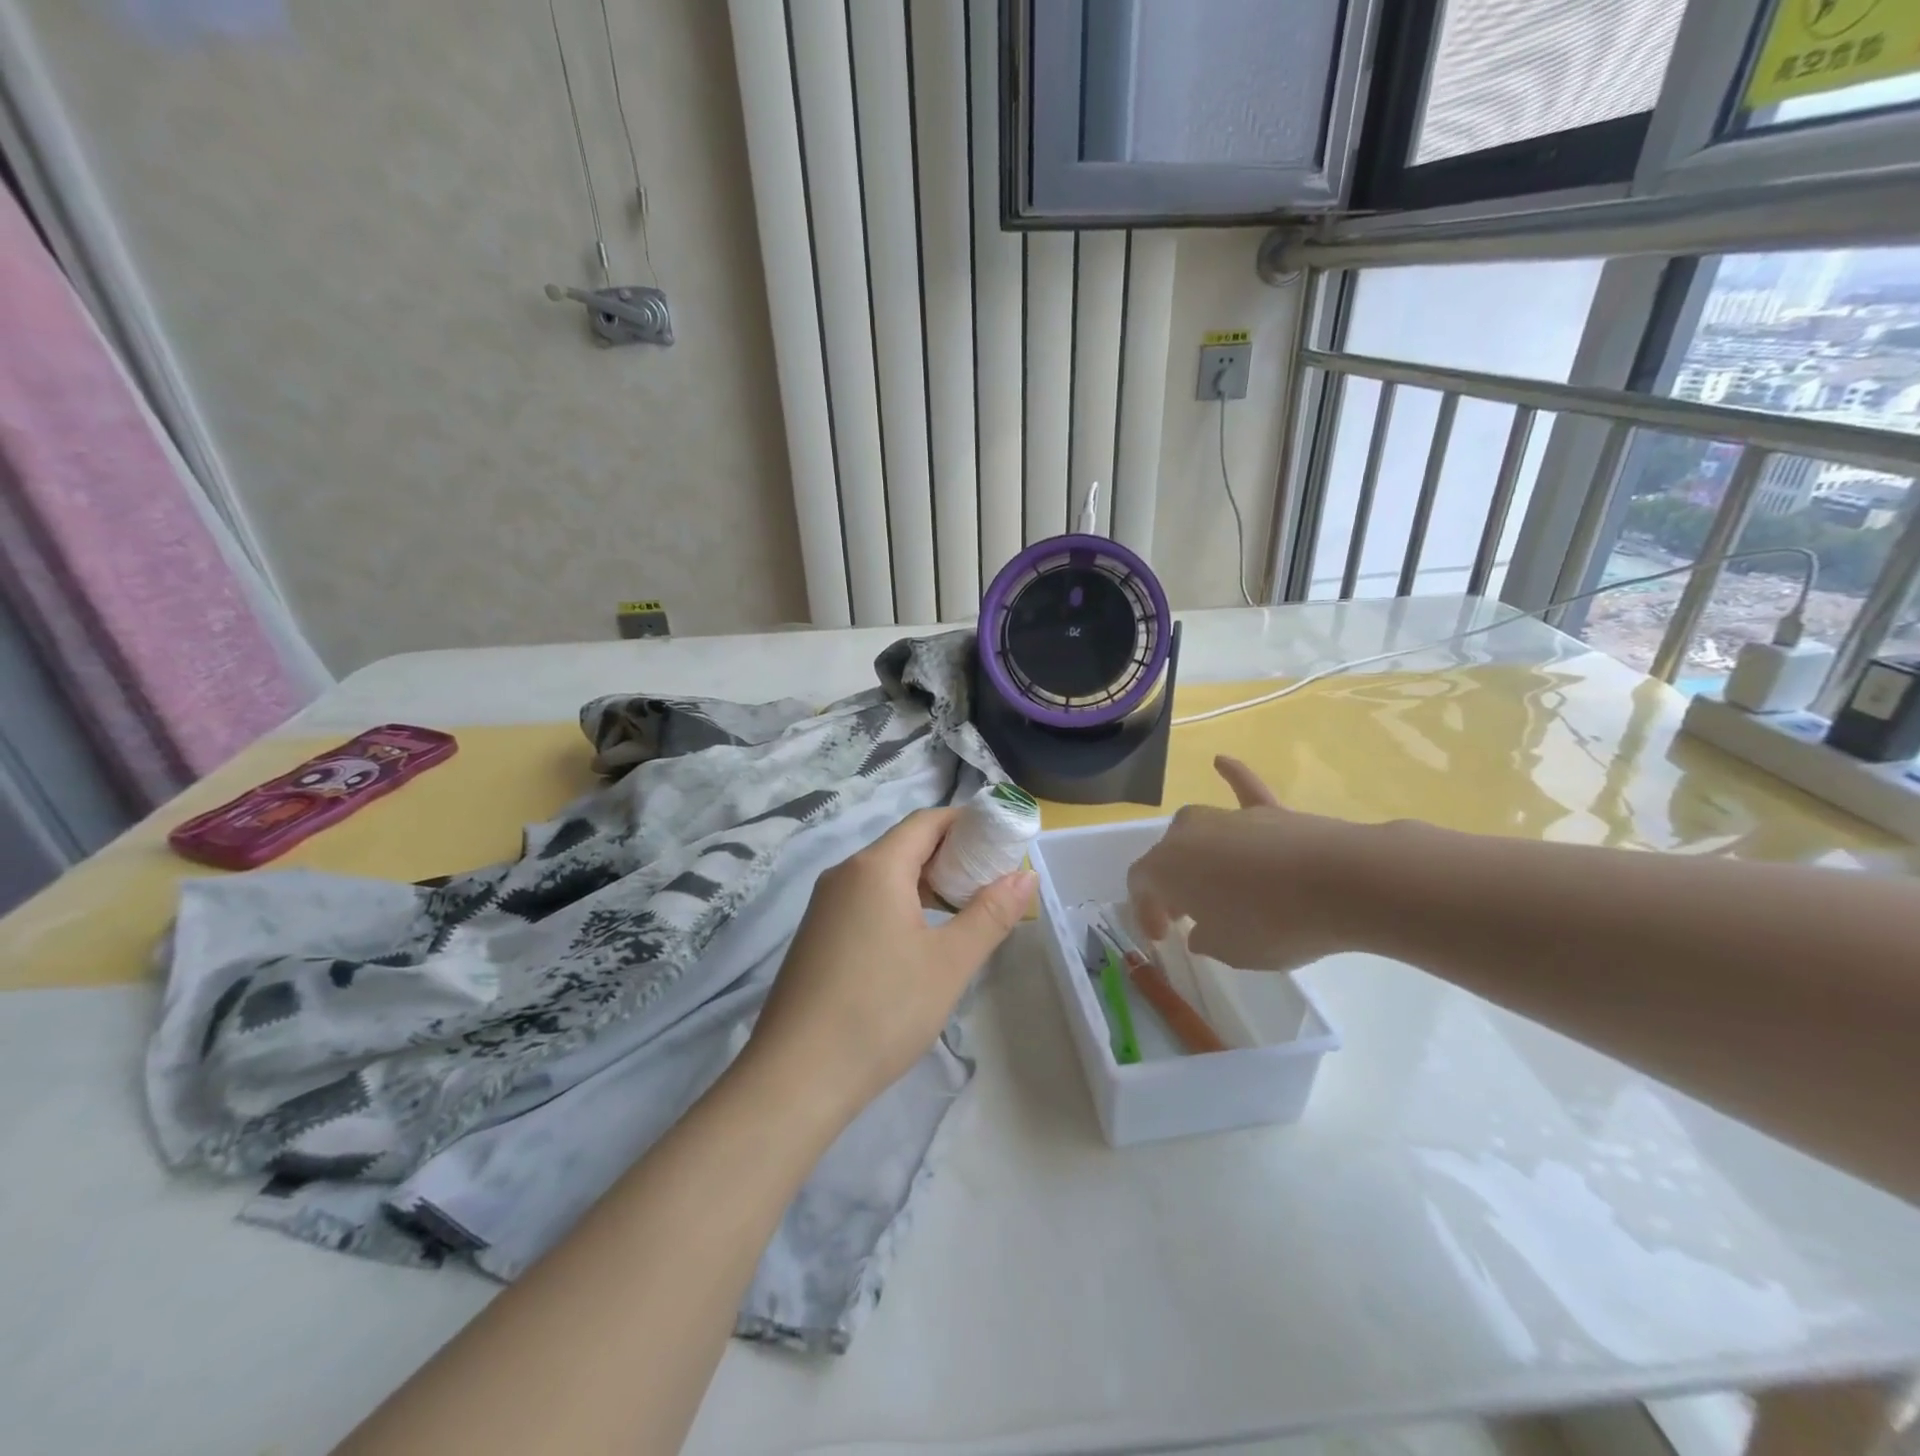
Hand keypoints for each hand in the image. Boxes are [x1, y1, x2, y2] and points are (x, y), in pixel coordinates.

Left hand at [745, 807, 1035, 1121]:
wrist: (796, 1077)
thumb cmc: (882, 1010)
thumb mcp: (949, 963)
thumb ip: (991, 914)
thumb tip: (1026, 876)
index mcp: (875, 867)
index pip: (927, 821)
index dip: (968, 824)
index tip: (1003, 842)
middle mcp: (845, 874)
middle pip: (905, 845)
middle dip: (952, 856)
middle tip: (992, 882)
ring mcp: (825, 906)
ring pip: (885, 875)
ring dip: (927, 883)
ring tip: (964, 911)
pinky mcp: (817, 936)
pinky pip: (866, 901)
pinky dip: (900, 904)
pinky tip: (920, 940)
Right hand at [1127, 756, 1356, 972]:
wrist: (1341, 884)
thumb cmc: (1273, 923)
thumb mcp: (1231, 950)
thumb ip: (1207, 938)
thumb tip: (1203, 928)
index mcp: (1166, 868)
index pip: (1141, 884)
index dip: (1146, 910)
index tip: (1165, 936)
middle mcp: (1188, 834)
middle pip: (1168, 855)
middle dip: (1172, 884)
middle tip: (1189, 914)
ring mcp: (1228, 818)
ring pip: (1199, 831)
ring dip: (1199, 854)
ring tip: (1215, 881)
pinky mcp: (1268, 811)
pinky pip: (1243, 789)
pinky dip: (1232, 776)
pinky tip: (1221, 761)